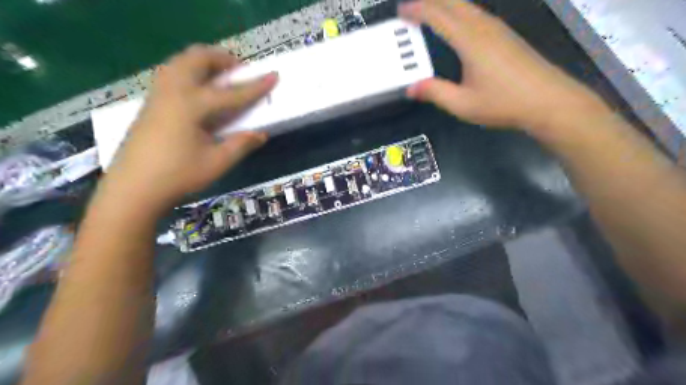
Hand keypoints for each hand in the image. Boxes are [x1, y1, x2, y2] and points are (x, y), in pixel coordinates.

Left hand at [104, 47, 274, 210]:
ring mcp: (158, 94)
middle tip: (240, 71)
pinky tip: (198, 89)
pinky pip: (171, 72)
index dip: (256, 86)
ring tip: (220, 75)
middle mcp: (173, 91)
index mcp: (192, 106)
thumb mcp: (217, 163)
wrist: (133, 188)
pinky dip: (189, 70)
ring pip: (181, 61)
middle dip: (223, 58)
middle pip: (198, 58)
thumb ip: (241, 144)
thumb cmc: (178, 176)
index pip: (232, 93)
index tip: (274, 75)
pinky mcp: (150, 102)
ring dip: (204, 61)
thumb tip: (261, 134)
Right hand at [397, 0, 603, 130]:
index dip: (418, 10)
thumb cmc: (503, 103)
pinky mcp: (506, 35)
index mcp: (470, 41)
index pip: (439, 15)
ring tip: (429, 13)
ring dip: (445, 4)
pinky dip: (459, 12)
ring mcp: (498, 29)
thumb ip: (435, 93)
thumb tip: (411, 88)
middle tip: (411, 8)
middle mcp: (484, 27)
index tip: (401, 11)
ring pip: (467, 6)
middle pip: (454, 2)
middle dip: (430, 1)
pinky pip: (477, 14)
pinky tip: (456, 23)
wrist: (548, 101)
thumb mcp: (463, 104)